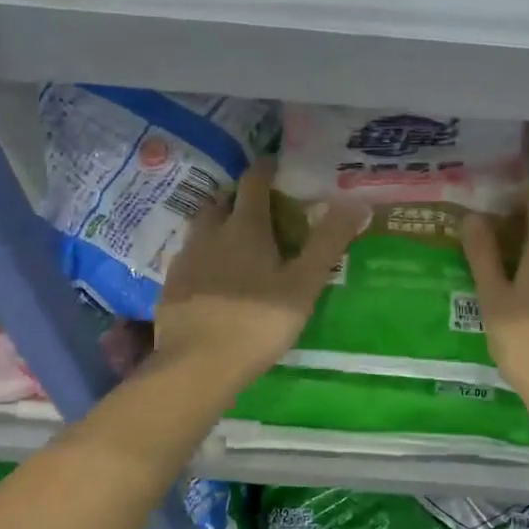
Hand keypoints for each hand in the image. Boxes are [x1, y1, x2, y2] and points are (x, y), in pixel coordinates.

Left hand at [154, 159, 363, 391]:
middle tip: (258, 206)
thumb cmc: (259, 321)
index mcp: (245, 227)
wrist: (198, 365)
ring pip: (201, 228)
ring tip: (236, 240)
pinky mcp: (171, 286)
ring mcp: (186, 260)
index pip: (253, 182)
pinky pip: (189, 257)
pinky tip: (213, 277)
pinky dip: (203, 256)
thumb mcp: (304, 283)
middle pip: (221, 201)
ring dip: (218, 224)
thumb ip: (328, 242)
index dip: (265, 169)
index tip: (275, 163)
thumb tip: (356, 201)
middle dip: (238, 197)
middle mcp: (210, 233)